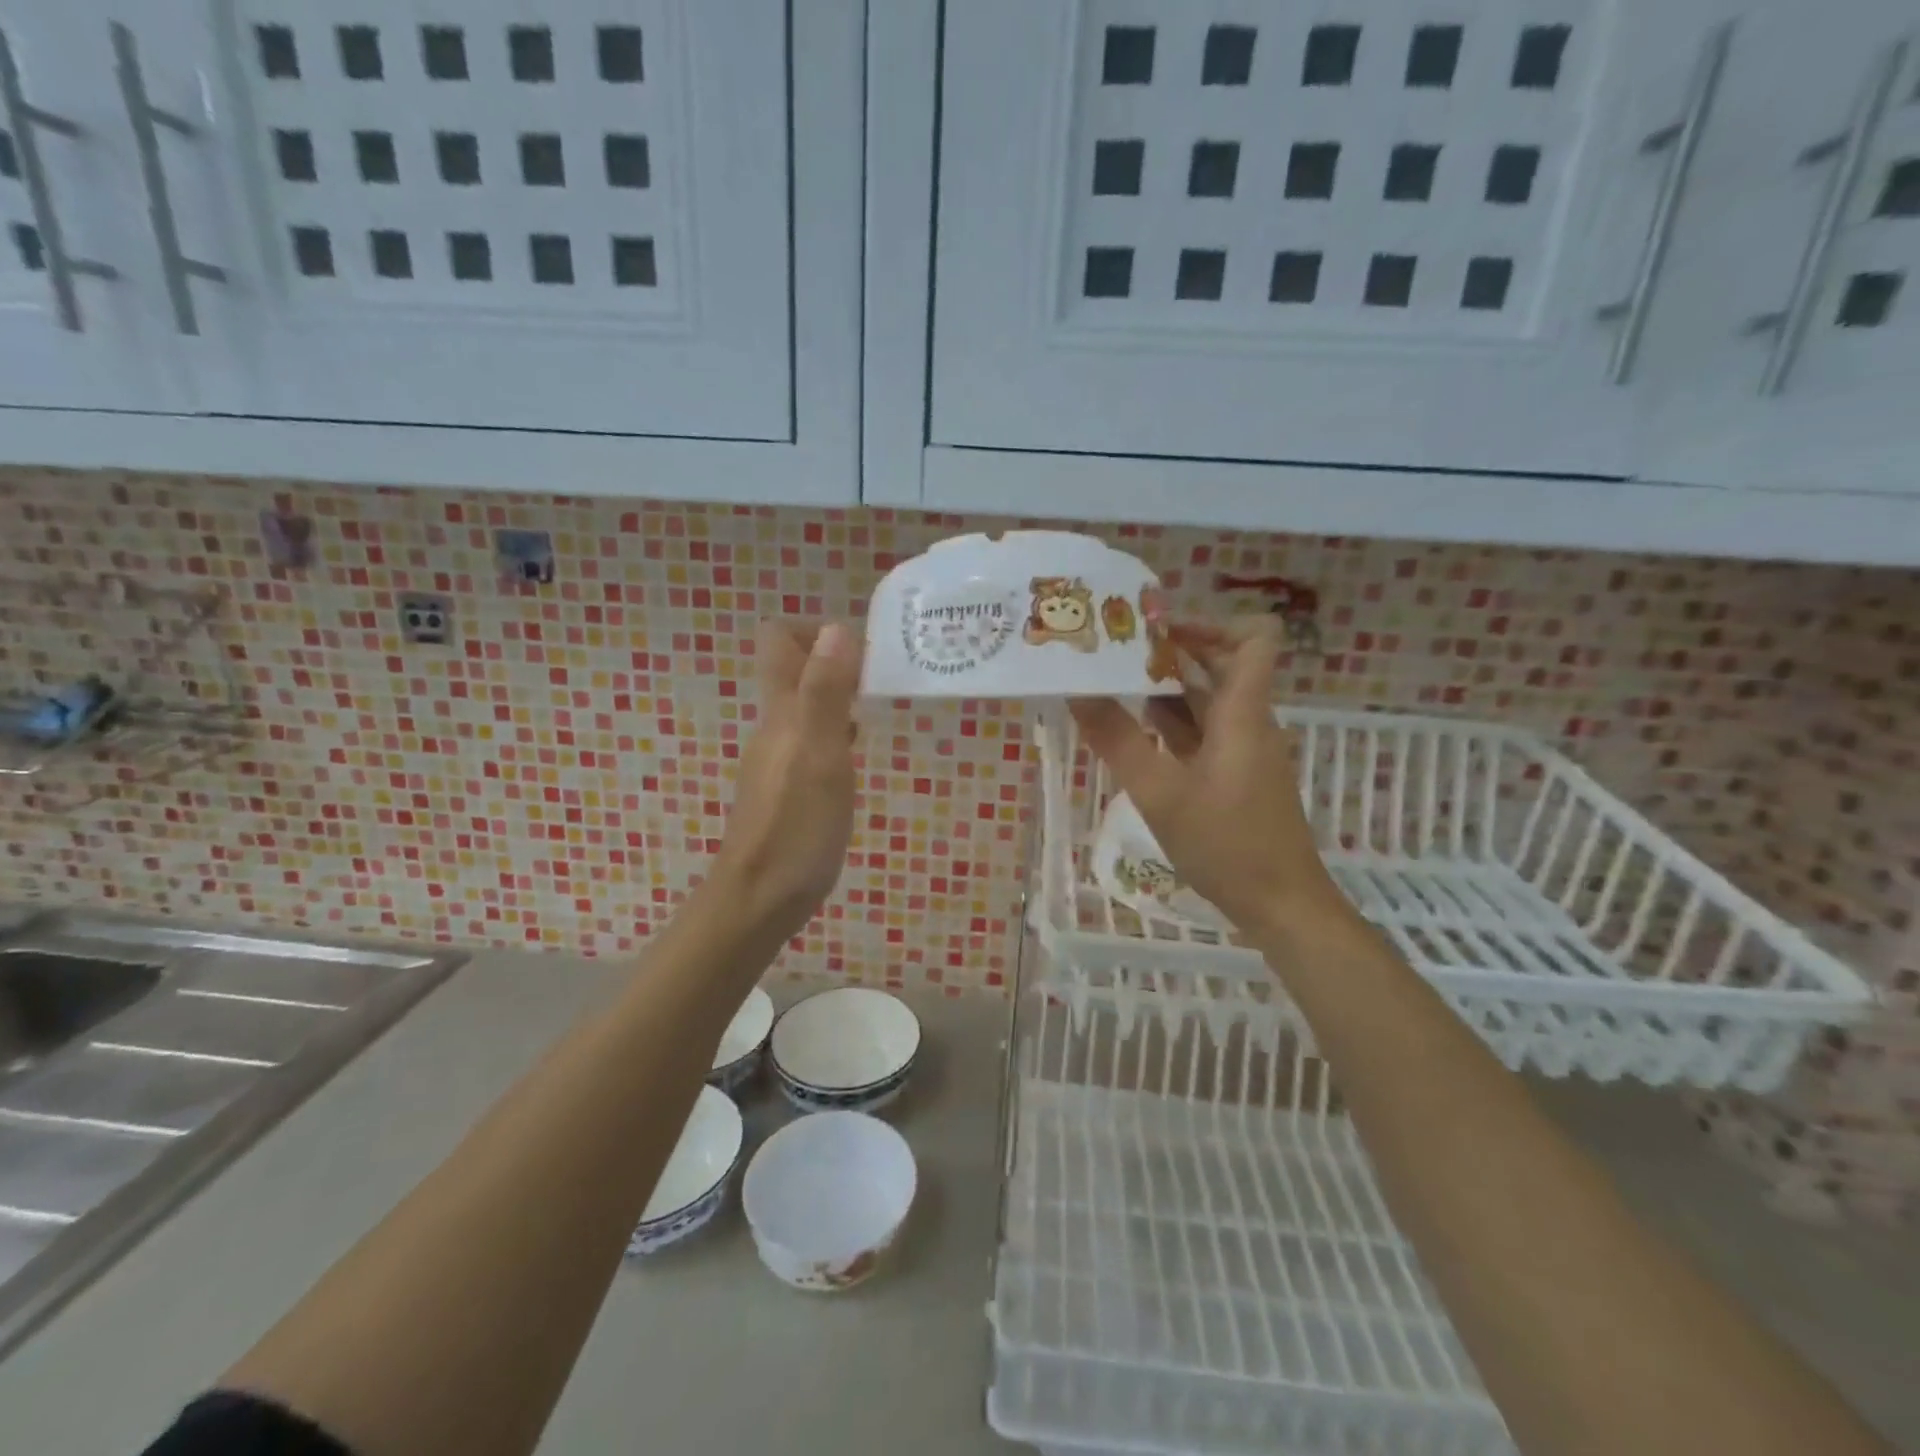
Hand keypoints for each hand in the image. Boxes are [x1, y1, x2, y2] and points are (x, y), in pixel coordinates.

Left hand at [710, 620, 862, 941]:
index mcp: (781, 712)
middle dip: (839, 659)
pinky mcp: (788, 786)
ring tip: (884, 706)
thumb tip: (837, 627)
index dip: (818, 629)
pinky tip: (860, 753)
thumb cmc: (795, 829)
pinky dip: (838, 731)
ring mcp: (779, 758)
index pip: (779, 639)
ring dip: (842, 695)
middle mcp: (775, 727)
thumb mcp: (819, 757)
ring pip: (807, 705)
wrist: (759, 901)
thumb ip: (825, 693)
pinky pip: (812, 739)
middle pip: (796, 669)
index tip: (865, 648)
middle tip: (888, 674)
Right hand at [1070, 619, 1352, 939]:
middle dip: (1170, 653)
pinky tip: (1132, 733)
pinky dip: (1171, 725)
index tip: (1156, 630)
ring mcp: (1244, 749)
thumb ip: (1117, 740)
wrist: (1282, 904)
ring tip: (1111, 686)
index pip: (1254, 637)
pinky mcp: (1237, 774)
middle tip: (1116, 652)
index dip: (1210, 623)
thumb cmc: (1226, 844)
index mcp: (1243, 712)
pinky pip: (1204, 732)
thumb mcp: (1160, 793)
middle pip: (1220, 664)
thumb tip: (1077, 693)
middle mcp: (1249, 720)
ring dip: (1165, 689)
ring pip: (1208, 701)